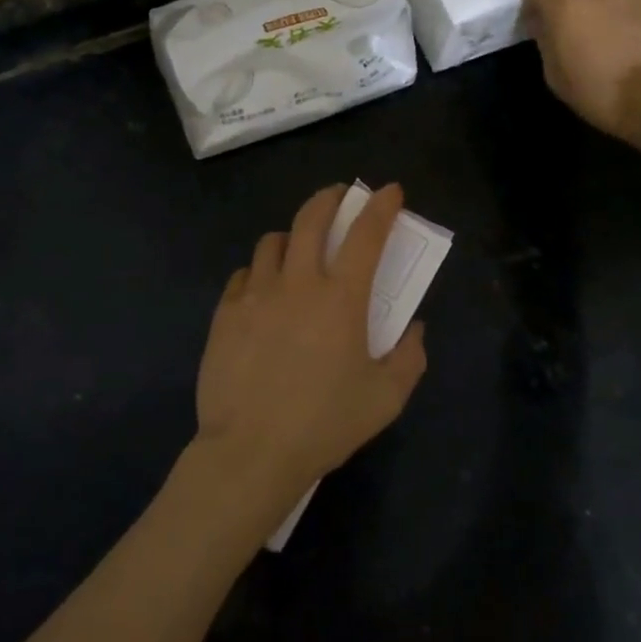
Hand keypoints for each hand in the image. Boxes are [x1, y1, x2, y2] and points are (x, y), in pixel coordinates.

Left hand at [195, 184, 427, 499]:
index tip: (390, 191)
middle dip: (330, 198)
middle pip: (311, 218)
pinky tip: (264, 292)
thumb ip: (409, 358)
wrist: (251, 451)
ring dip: (292, 237)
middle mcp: (298, 282)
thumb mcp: (385, 399)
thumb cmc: (324, 425)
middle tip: (340, 197)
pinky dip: (260, 272)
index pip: (367, 235)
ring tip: (298, 250)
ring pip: (273, 241)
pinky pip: (244, 274)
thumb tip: (414, 329)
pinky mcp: (226, 311)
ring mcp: (256, 293)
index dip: (381, 206)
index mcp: (341, 298)